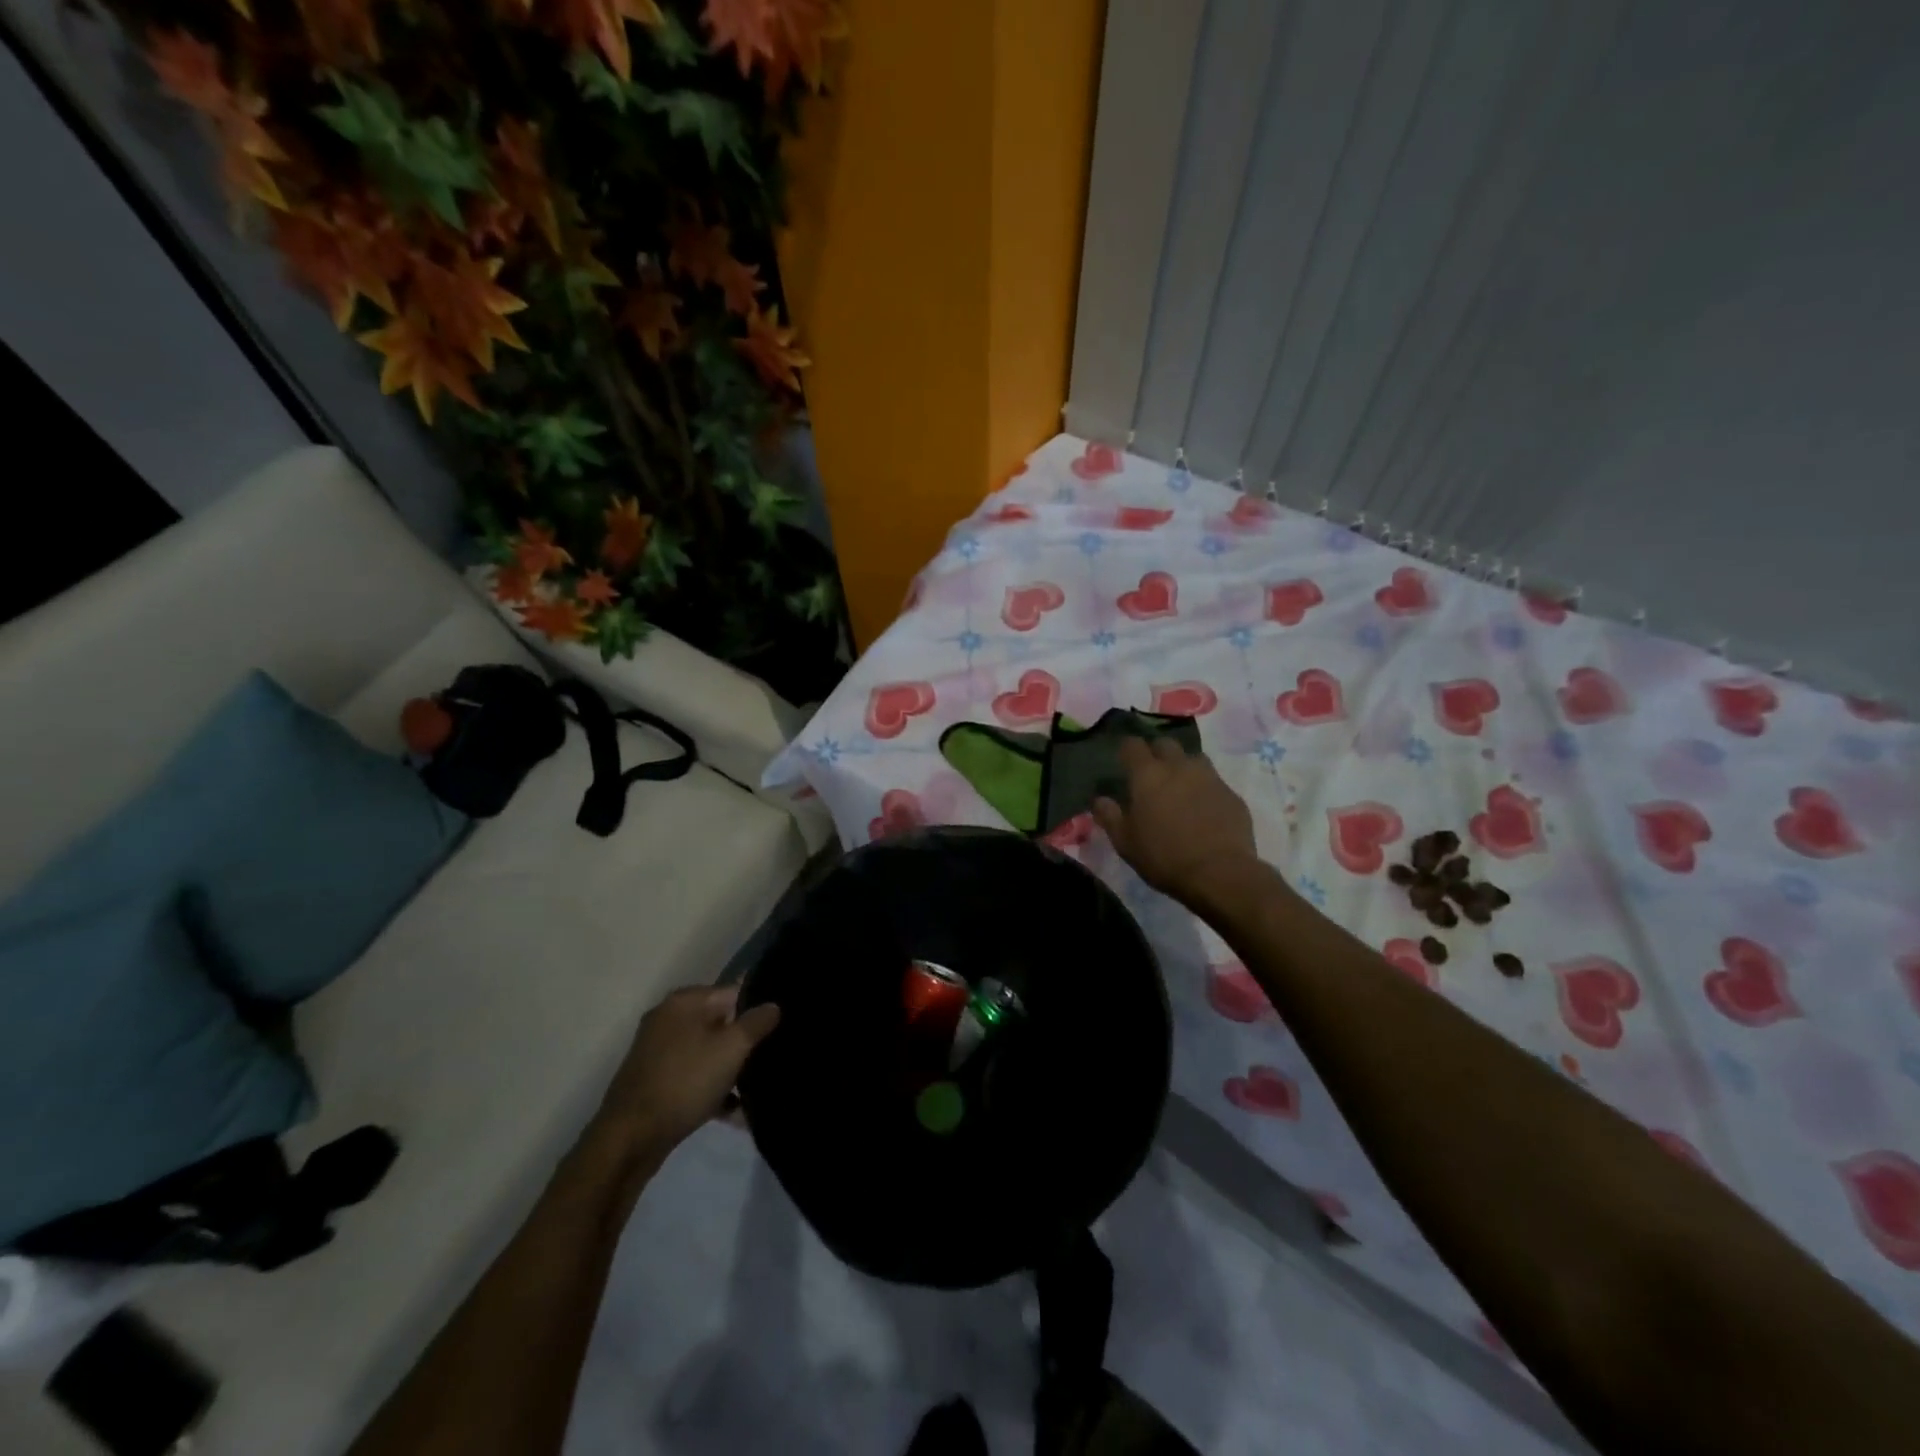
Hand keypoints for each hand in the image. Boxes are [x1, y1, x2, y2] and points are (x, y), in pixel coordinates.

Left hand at [592, 985, 780, 1154]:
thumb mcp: (732, 1048)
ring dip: (731, 1070)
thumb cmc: (685, 1082)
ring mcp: (658, 1052)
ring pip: (708, 1052)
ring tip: (757, 1089)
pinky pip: (693, 1076)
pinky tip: (735, 1111)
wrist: (630, 1139)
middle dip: (745, 1043)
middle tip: (771, 1059)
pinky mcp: (655, 1081)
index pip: (733, 992)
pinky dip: (712, 1089)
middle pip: (720, 1023)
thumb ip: (757, 1022)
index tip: (780, 1029)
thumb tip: (773, 1005)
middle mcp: (668, 1019)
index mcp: (684, 1002)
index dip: (758, 1009)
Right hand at [1092, 736, 1260, 904]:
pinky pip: (1214, 782)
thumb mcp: (1125, 843)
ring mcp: (1209, 778)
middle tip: (1151, 774)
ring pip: (1193, 759)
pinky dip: (1205, 789)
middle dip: (1156, 753)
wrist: (1220, 873)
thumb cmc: (1164, 857)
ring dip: (1183, 767)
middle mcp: (1179, 767)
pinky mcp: (1232, 794)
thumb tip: (1100, 800)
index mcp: (1148, 775)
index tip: (1123, 761)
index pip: (1132, 745)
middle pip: (1165, 744)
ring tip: (1179, 788)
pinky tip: (1203, 809)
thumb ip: (1109, 816)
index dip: (1126, 750)